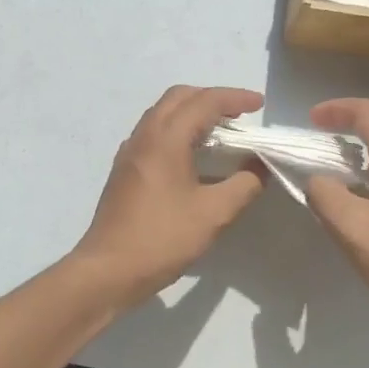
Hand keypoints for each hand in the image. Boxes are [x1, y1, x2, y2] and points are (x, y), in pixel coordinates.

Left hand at [71, 86, 266, 308]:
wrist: (107, 270)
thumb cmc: (162, 238)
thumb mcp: (214, 214)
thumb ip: (244, 185)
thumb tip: (261, 165)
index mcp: (166, 139)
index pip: (204, 102)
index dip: (235, 98)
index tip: (259, 104)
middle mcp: (145, 136)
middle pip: (179, 97)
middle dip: (212, 98)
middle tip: (240, 115)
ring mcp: (130, 151)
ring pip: (163, 113)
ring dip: (193, 112)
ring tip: (221, 132)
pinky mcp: (125, 169)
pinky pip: (154, 132)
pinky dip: (178, 129)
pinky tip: (193, 155)